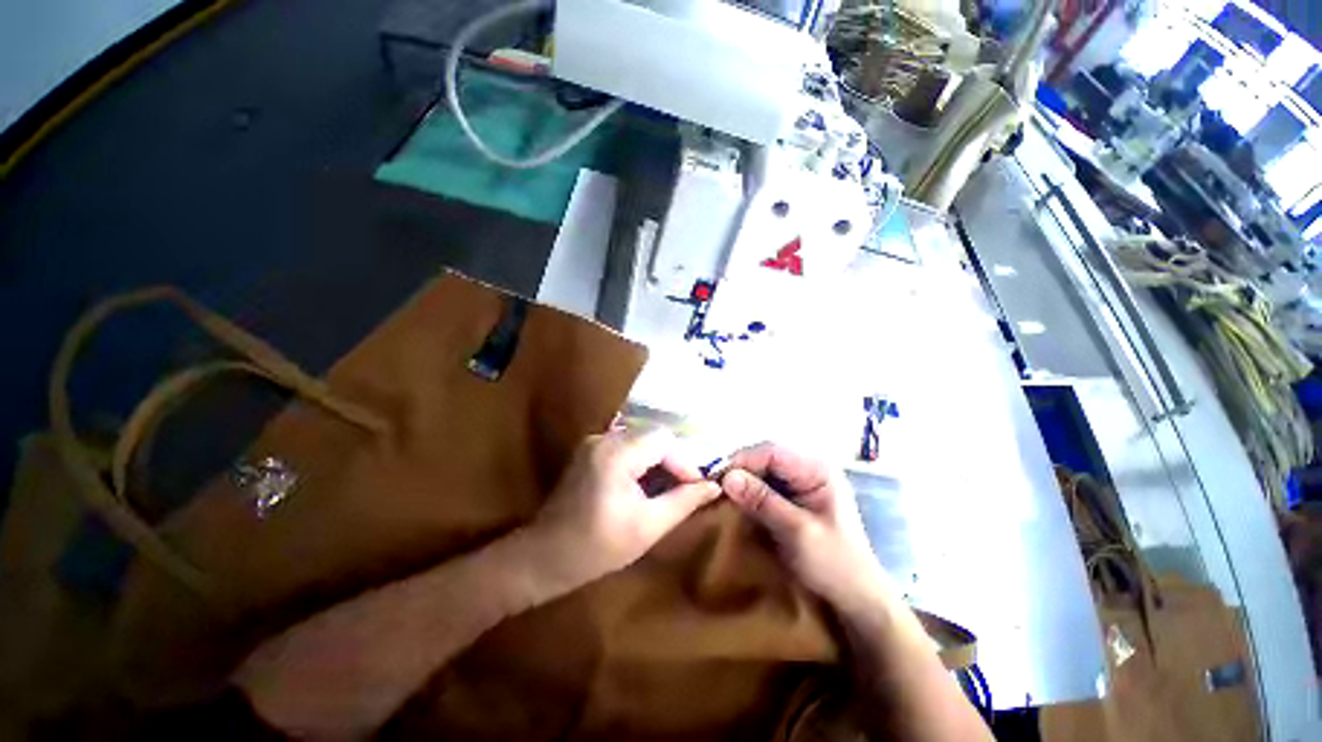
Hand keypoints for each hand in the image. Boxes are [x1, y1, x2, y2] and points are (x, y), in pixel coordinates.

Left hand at [523, 430, 721, 591]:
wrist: (545, 556)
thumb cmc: (597, 548)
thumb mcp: (647, 527)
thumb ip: (683, 502)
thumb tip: (713, 486)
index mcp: (616, 454)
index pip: (663, 439)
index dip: (684, 461)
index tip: (696, 487)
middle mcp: (603, 438)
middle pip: (653, 435)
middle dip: (674, 459)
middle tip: (686, 486)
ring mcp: (594, 441)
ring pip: (641, 438)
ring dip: (659, 459)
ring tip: (671, 485)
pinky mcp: (590, 449)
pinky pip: (627, 444)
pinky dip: (643, 459)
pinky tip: (647, 481)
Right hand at [720, 443, 892, 612]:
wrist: (856, 598)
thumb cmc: (834, 564)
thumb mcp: (797, 532)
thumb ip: (762, 501)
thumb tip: (727, 478)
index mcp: (817, 469)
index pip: (772, 452)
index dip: (742, 460)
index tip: (716, 477)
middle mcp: (808, 468)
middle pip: (765, 458)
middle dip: (740, 470)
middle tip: (714, 486)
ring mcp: (800, 482)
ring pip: (761, 470)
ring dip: (741, 481)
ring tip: (719, 493)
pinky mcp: (792, 497)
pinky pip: (764, 485)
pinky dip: (748, 492)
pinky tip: (735, 502)